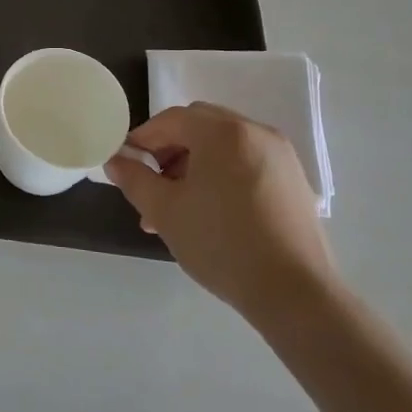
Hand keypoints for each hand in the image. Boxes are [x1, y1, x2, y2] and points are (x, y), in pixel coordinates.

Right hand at [104, 102, 335, 334]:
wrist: (295, 293)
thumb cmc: (221, 243)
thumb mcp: (165, 211)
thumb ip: (134, 179)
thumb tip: (116, 160)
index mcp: (223, 132)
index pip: (172, 119)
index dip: (143, 138)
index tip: (127, 165)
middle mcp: (255, 132)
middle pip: (200, 126)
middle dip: (170, 150)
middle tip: (153, 184)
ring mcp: (280, 156)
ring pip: (224, 146)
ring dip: (195, 164)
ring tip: (178, 207)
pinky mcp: (294, 181)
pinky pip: (247, 162)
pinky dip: (223, 174)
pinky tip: (212, 212)